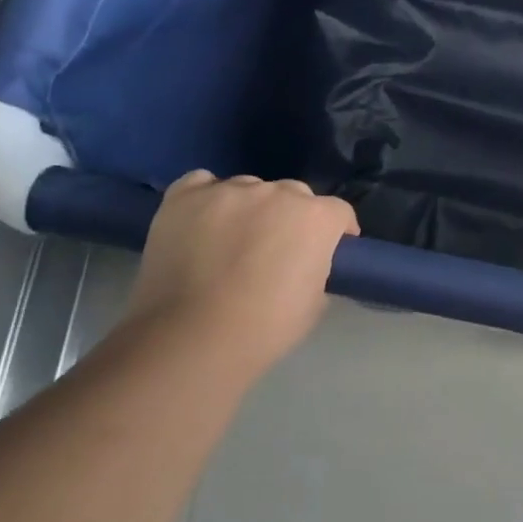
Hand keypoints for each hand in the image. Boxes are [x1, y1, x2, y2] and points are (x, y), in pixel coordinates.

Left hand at [122, 172, 357, 377]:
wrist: (191, 338)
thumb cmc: (264, 328)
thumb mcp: (314, 303)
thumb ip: (316, 268)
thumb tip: (303, 262)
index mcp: (315, 218)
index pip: (338, 212)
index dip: (338, 231)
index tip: (331, 249)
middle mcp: (276, 193)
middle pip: (294, 194)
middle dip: (293, 217)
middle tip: (278, 249)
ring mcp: (228, 191)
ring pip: (249, 188)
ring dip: (250, 208)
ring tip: (233, 238)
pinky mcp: (184, 197)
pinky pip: (203, 184)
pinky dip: (208, 198)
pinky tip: (202, 221)